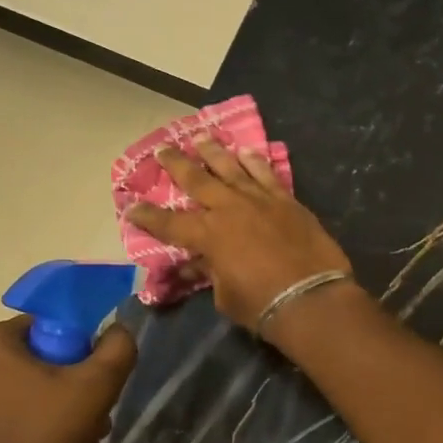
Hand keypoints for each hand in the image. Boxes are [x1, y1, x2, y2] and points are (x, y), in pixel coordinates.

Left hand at [0, 317, 136, 442]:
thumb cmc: (41, 439)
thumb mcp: (96, 388)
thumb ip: (117, 349)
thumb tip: (118, 330)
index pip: (46, 329)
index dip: (76, 353)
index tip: (91, 384)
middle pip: (30, 363)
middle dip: (63, 387)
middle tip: (87, 418)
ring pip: (13, 395)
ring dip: (43, 411)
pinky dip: (18, 433)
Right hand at [126, 137, 354, 334]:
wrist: (312, 297)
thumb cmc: (262, 305)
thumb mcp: (225, 296)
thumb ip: (209, 274)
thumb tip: (195, 265)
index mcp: (208, 235)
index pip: (169, 223)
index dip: (147, 216)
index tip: (130, 207)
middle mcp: (229, 209)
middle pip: (197, 180)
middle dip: (177, 164)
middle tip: (163, 149)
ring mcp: (260, 200)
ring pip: (231, 168)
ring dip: (213, 152)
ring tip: (201, 137)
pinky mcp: (286, 201)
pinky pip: (266, 174)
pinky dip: (255, 162)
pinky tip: (247, 151)